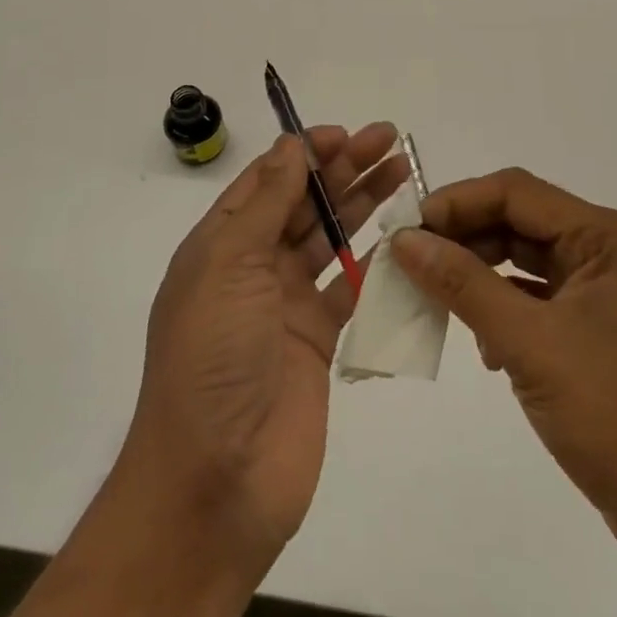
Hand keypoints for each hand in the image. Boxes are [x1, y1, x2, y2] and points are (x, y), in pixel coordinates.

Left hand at [118, 124, 407, 569]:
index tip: (345, 133)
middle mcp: (252, 267)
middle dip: (343, 168)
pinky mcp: (317, 341)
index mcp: (220, 244)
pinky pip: (350, 289)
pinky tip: (405, 238)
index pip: (267, 181)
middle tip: (389, 139)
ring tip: (403, 172)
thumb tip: (290, 146)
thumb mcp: (228, 266)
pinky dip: (375, 262)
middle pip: (304, 203)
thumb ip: (265, 205)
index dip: (304, 152)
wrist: (215, 483)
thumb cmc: (211, 358)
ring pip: (331, 238)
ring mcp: (286, 305)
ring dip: (363, 204)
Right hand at [390, 169, 616, 565]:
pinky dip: (500, 308)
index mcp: (606, 236)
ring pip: (522, 260)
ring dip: (477, 275)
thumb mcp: (530, 344)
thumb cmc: (616, 414)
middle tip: (411, 260)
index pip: (516, 192)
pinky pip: (533, 298)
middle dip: (464, 238)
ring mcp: (601, 291)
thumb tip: (404, 240)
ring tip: (434, 297)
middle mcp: (606, 250)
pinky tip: (480, 342)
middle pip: (518, 221)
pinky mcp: (592, 328)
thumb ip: (463, 284)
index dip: (458, 202)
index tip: (408, 228)